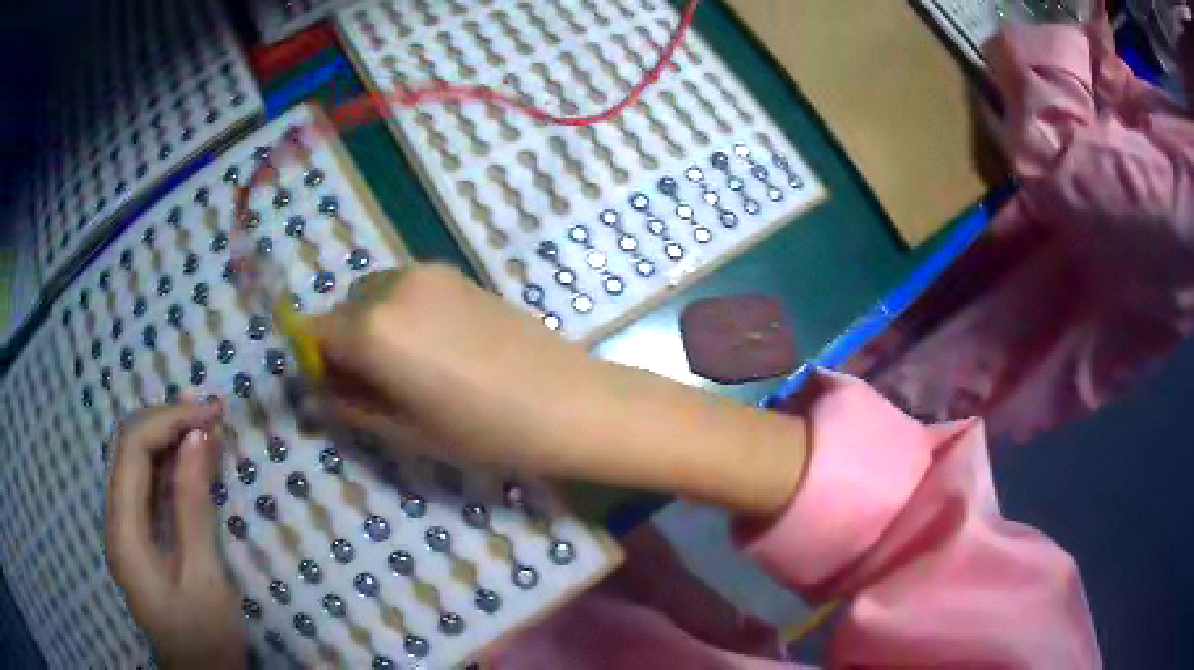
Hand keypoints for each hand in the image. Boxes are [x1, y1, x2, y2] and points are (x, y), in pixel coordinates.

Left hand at [104, 401, 245, 668]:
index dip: (169, 419)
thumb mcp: (203, 575)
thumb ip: (193, 504)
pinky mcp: (136, 537)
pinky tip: (193, 460)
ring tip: (206, 424)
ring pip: (136, 462)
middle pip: (128, 447)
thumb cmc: (204, 636)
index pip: (133, 448)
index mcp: (123, 531)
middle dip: (168, 421)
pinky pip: (146, 487)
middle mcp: (114, 520)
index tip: (212, 411)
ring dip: (169, 438)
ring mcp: (123, 528)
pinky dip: (169, 466)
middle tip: (212, 411)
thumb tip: (199, 436)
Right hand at [313, 264, 806, 515]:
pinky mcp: (458, 272)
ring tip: (411, 369)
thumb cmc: (484, 431)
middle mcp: (393, 286)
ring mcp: (429, 273)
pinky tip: (438, 348)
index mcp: (373, 329)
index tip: (335, 390)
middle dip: (345, 344)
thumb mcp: (406, 432)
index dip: (317, 363)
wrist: (568, 401)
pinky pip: (407, 289)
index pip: (316, 334)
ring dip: (373, 326)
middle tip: (376, 387)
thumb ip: (351, 404)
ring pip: (374, 295)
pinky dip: (402, 312)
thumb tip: (318, 390)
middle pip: (344, 311)